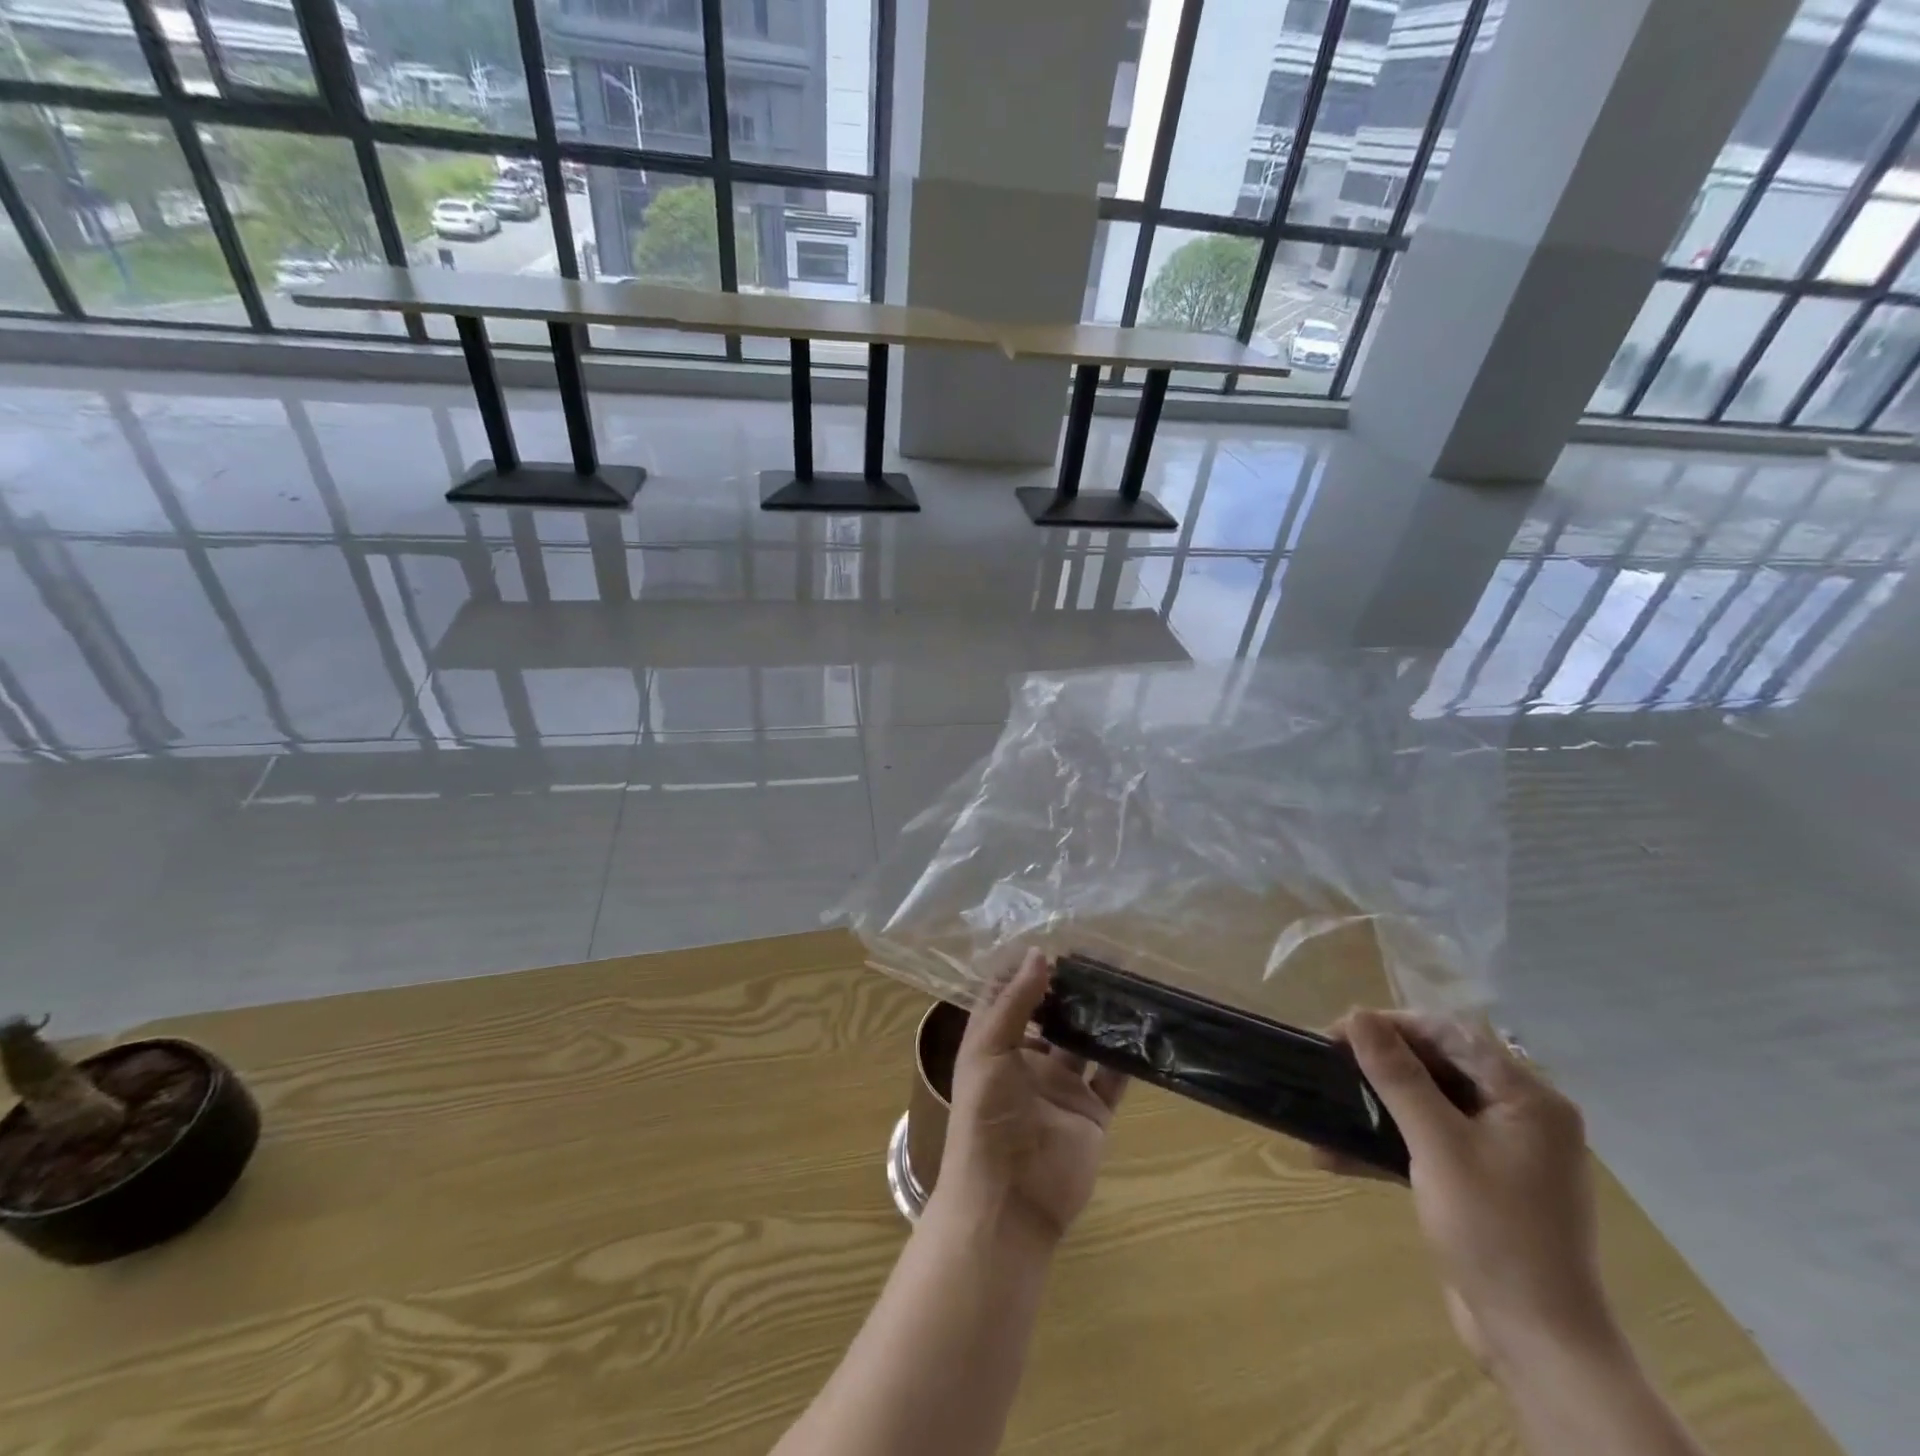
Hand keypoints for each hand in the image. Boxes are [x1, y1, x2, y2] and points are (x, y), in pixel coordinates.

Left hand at [935, 950, 1127, 1245]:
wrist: (1008, 1201)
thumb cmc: (986, 1118)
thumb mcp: (988, 1050)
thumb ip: (1015, 1002)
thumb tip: (1040, 954)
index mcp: (995, 1043)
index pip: (1009, 995)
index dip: (1027, 970)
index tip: (1054, 941)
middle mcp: (1028, 1059)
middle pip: (1052, 1015)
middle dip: (1071, 989)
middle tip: (1101, 957)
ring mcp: (1061, 1086)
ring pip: (1085, 1042)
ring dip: (1101, 1017)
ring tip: (1126, 982)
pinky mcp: (1091, 1113)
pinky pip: (1113, 1079)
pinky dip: (1127, 1057)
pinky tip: (1144, 1028)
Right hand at [1325, 1010, 1613, 1371]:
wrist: (1539, 1344)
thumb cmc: (1494, 1232)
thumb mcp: (1438, 1146)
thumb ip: (1398, 1076)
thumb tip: (1358, 1014)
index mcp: (1527, 1098)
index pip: (1452, 1034)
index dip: (1392, 1025)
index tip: (1339, 1033)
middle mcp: (1521, 1116)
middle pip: (1440, 1066)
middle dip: (1379, 1064)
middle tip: (1328, 1065)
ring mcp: (1503, 1151)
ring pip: (1429, 1104)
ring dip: (1376, 1105)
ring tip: (1326, 1105)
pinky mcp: (1482, 1182)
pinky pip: (1430, 1142)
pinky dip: (1388, 1143)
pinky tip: (1338, 1154)